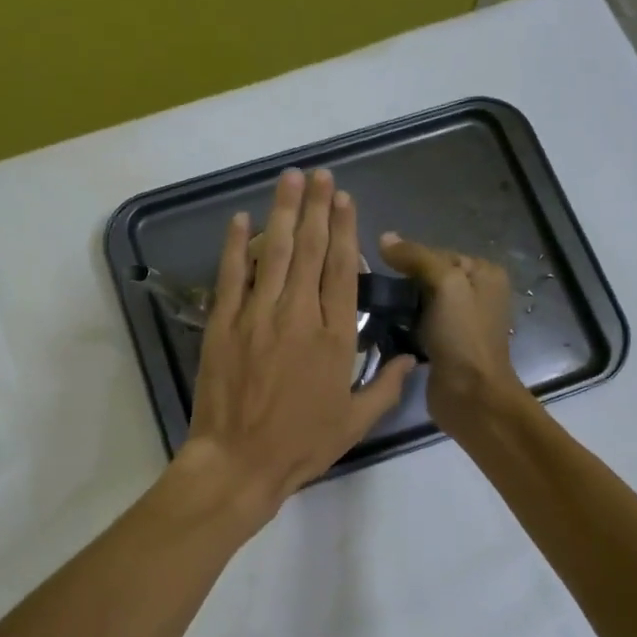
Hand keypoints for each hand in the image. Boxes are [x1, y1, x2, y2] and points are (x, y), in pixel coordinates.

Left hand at [175, 169, 414, 515]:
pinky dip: (235, 246)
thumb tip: (412, 358)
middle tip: (320, 174)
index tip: (345, 199)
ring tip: (290, 179)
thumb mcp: (355, 422)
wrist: (240, 462)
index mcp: (334, 338)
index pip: (341, 271)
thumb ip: (386, 386)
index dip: (344, 231)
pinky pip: (231, 276)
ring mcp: (257, 317)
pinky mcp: (223, 324)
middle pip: (309, 250)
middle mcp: (298, 316)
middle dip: (316, 208)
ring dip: (282, 213)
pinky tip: (241, 218)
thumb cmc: (301, 445)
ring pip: (273, 254)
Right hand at [377, 232, 522, 428]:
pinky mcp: (444, 345)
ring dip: (399, 306)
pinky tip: (382, 328)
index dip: (409, 259)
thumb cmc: (463, 336)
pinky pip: (417, 324)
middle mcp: (476, 294)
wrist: (470, 396)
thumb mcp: (445, 285)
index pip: (437, 253)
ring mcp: (460, 322)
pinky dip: (401, 325)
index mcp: (485, 274)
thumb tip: (384, 238)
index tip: (380, 269)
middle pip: (428, 277)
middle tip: (374, 291)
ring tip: (373, 308)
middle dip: (402, 283)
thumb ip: (417, 258)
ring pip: (420, 301)